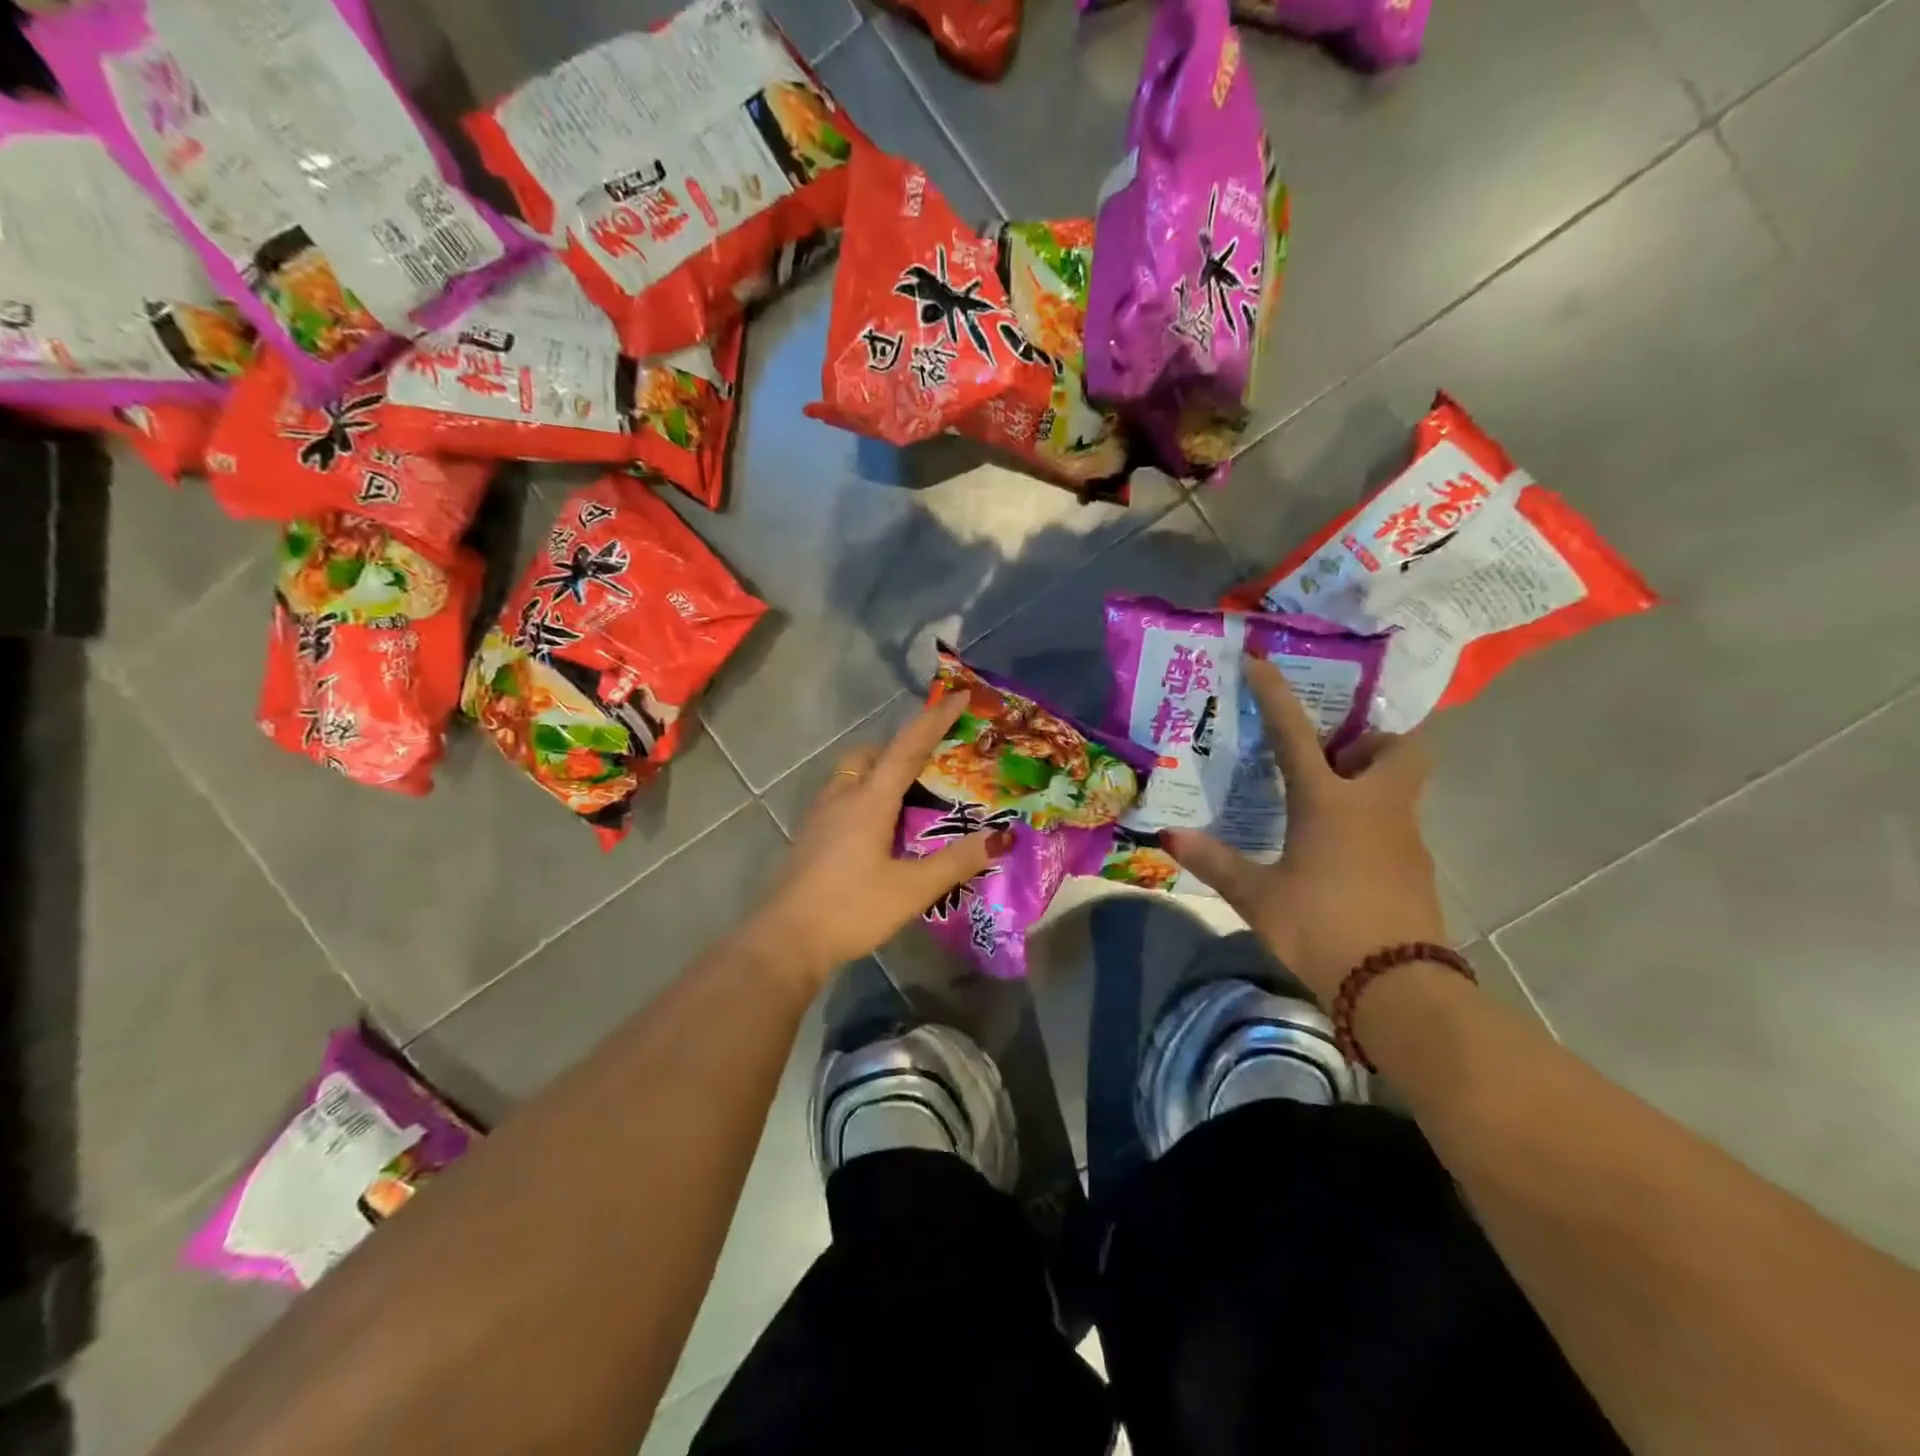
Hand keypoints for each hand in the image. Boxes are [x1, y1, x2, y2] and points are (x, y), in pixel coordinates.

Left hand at [752, 692, 1011, 983]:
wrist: (785, 941)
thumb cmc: (852, 909)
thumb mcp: (913, 889)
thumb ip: (958, 861)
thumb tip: (1002, 836)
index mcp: (869, 800)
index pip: (907, 748)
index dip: (934, 720)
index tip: (959, 697)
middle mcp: (843, 797)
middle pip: (872, 754)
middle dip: (902, 746)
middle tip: (932, 762)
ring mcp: (820, 816)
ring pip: (852, 774)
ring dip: (879, 770)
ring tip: (907, 796)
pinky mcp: (810, 836)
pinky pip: (842, 797)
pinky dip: (864, 795)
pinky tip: (877, 829)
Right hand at [1162, 657, 1446, 1004]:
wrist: (1398, 990)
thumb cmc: (1321, 928)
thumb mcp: (1256, 895)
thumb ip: (1213, 860)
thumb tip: (1167, 835)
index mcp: (1330, 803)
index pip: (1296, 735)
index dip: (1275, 695)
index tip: (1261, 661)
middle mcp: (1376, 807)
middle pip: (1398, 748)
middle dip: (1369, 740)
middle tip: (1332, 757)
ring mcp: (1406, 837)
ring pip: (1400, 786)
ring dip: (1369, 781)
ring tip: (1322, 807)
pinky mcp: (1417, 868)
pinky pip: (1397, 824)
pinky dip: (1372, 822)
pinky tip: (1339, 853)